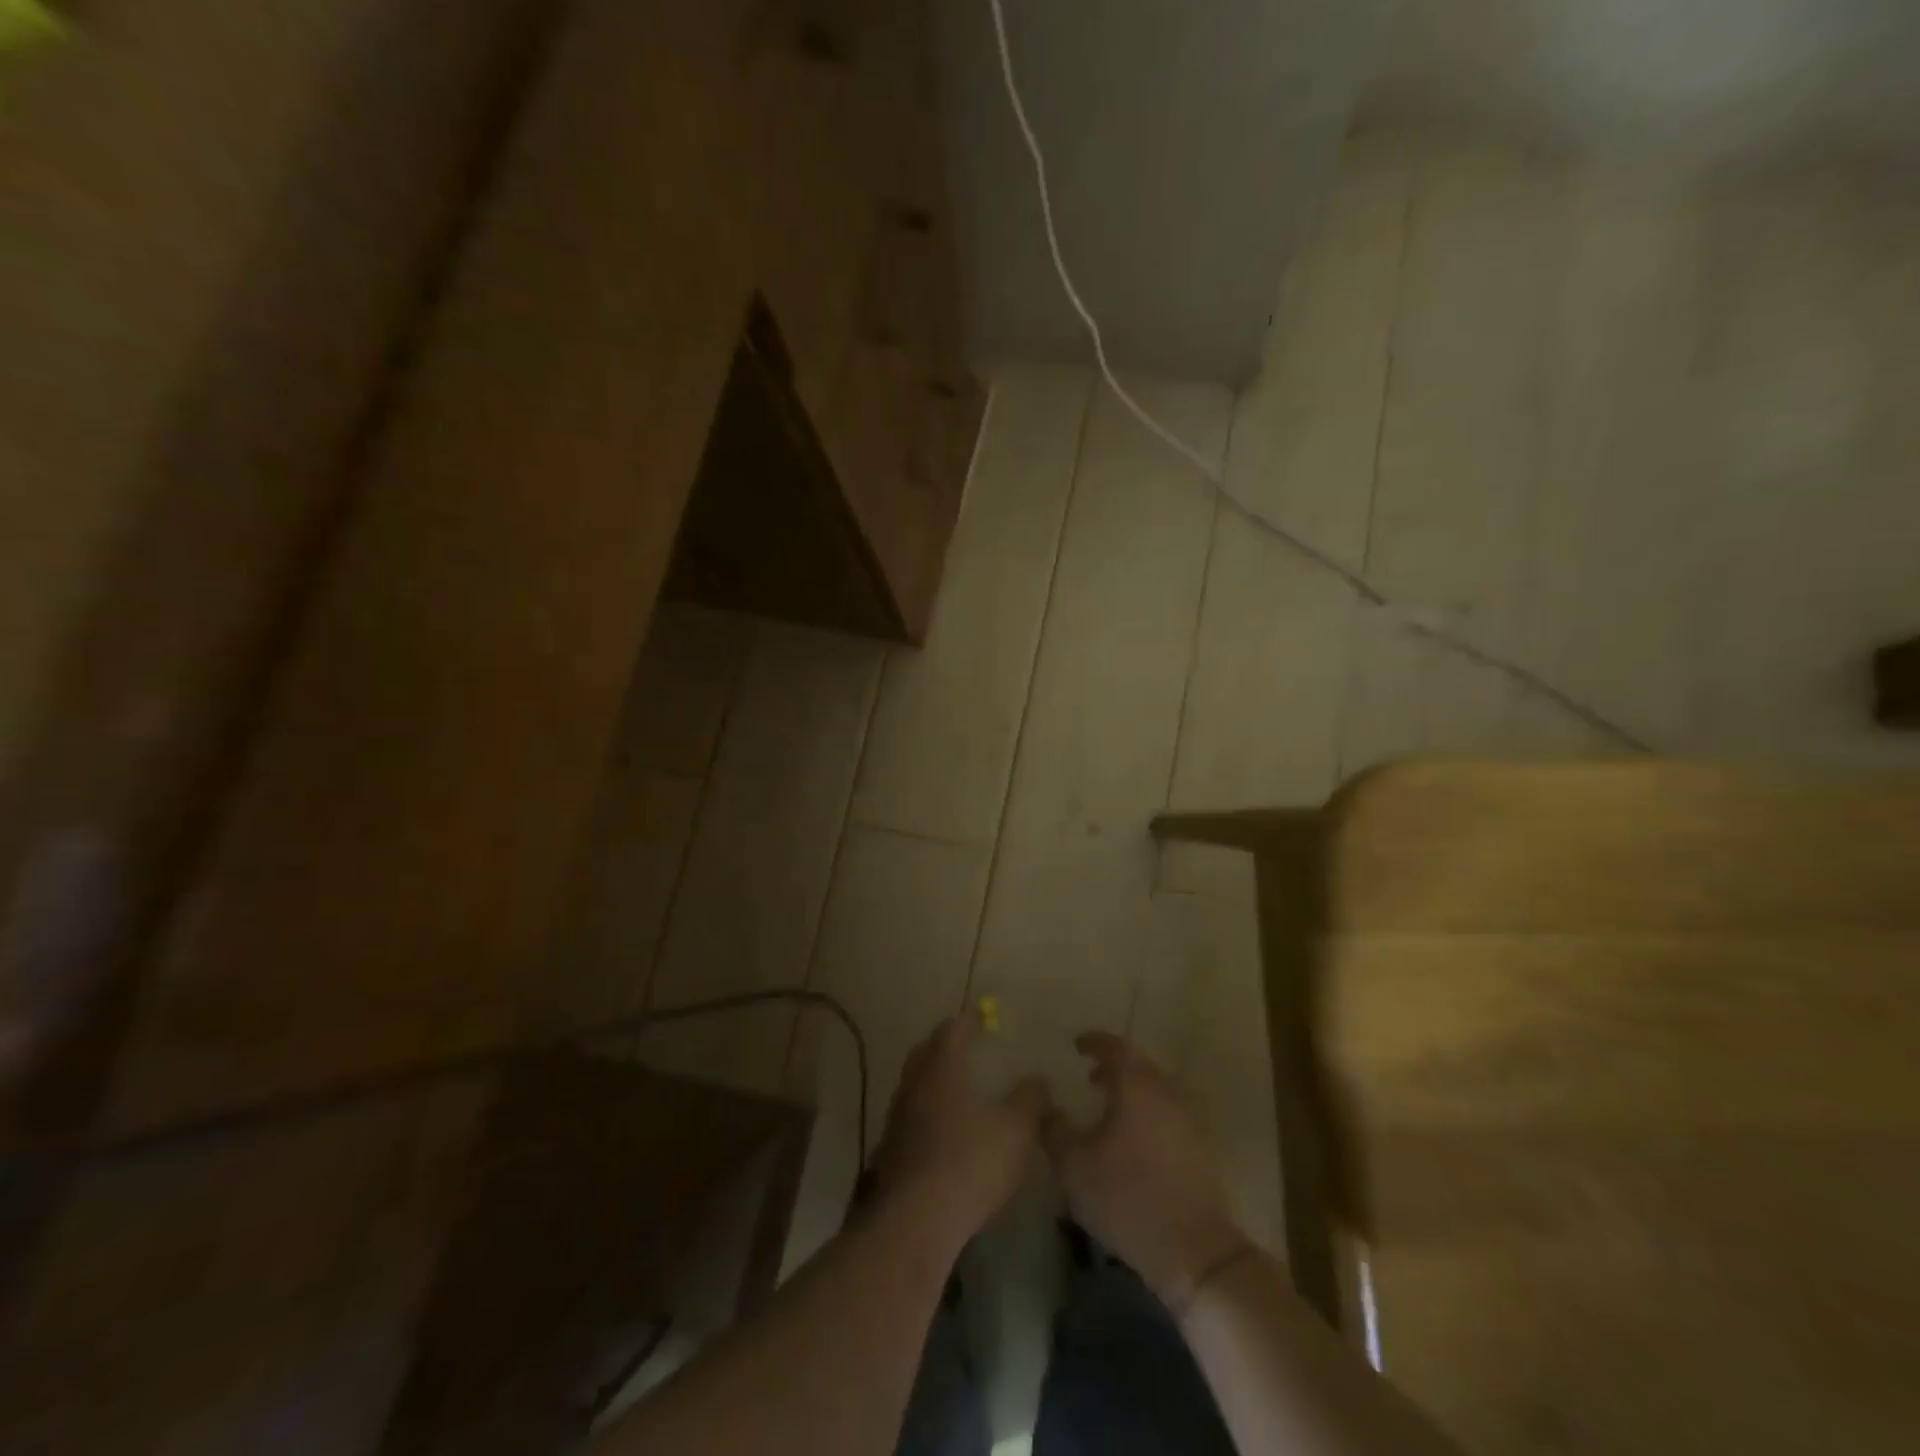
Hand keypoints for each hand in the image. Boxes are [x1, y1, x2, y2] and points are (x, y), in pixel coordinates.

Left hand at [872, 1014, 1051, 1250]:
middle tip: (965, 1047)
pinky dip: (928, 1115)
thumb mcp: (1016, 1130)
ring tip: (958, 1090)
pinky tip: (945, 1132)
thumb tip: (1038, 1079)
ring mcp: (897, 1118)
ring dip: (934, 1082)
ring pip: (915, 1086)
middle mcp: (913, 1084)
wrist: (916, 1220)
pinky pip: (911, 1118)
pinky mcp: (891, 1152)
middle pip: (925, 1053)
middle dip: (944, 1046)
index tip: (980, 1017)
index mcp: (941, 1068)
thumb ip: (1030, 1100)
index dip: (967, 1021)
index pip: (951, 1030)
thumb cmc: (970, 1162)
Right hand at [1045, 1032, 1248, 1309]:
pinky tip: (1130, 1135)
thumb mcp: (1074, 1165)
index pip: (1115, 1047)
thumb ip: (1053, 1127)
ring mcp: (1187, 1118)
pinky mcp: (1198, 1146)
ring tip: (1107, 1104)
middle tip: (1090, 1075)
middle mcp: (1165, 1091)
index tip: (1076, 1045)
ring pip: (1155, 1088)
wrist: (1194, 1250)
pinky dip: (1146, 1110)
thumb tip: (1041, 1101)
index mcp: (1136, 1085)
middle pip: (1139, 1065)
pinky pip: (1166, 1111)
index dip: (1094, 1043)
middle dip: (1113, 1065)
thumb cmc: (1127, 1197)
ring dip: (1130, 1089)